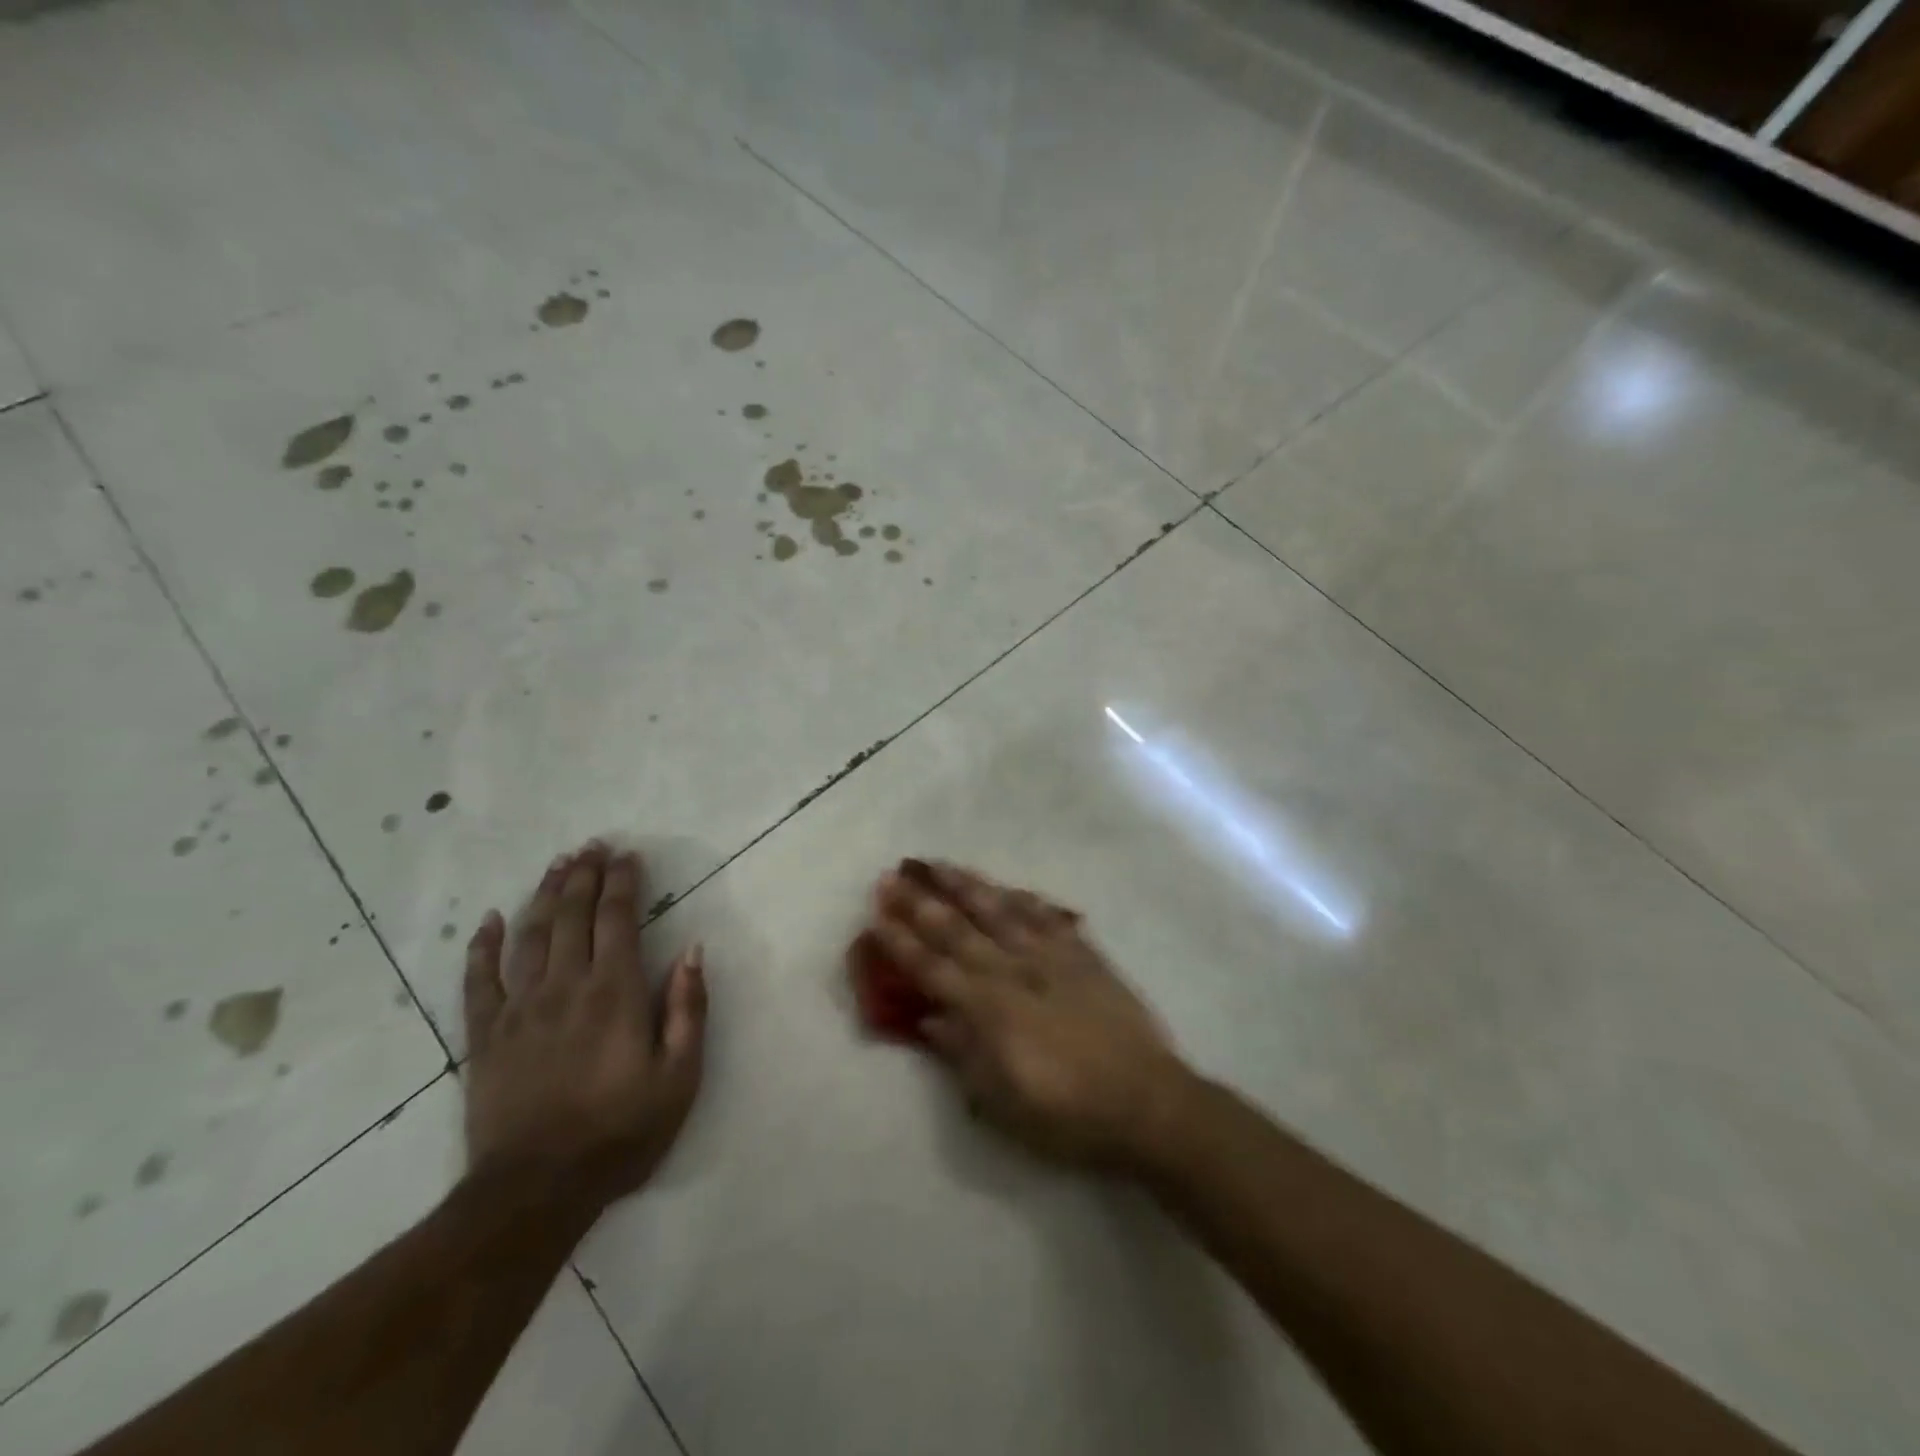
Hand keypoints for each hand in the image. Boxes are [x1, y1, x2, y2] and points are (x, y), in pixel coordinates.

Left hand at [462, 842, 706, 1213]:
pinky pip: (478, 981)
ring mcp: (519, 1009)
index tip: (628, 855)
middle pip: (572, 916)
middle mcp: (565, 987)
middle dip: (584, 875)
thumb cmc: (620, 1132)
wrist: (535, 1191)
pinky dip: (483, 947)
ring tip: (557, 865)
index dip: (623, 882)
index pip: (617, 919)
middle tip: (592, 846)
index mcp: (614, 992)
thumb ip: (687, 1008)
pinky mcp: (484, 1036)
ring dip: (544, 895)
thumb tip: (693, 950)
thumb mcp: (679, 1076)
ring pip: (530, 936)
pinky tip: (490, 921)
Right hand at [864, 860, 1189, 1170]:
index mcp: (988, 1009)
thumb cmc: (1065, 1114)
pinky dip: (1023, 899)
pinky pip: (1047, 917)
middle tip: (892, 876)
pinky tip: (1008, 888)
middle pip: (957, 929)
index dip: (901, 940)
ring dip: (965, 886)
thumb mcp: (1001, 1101)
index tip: (876, 912)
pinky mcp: (1083, 954)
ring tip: (938, 865)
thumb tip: (930, 1018)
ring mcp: (1050, 957)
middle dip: (920, 902)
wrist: (1144, 1102)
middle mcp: (1013, 971)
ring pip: (999, 910)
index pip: (932, 967)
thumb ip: (962, 1052)